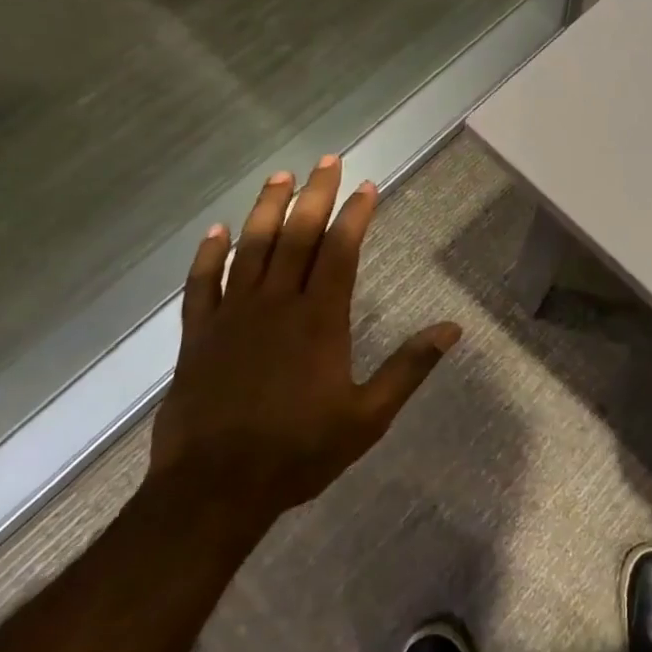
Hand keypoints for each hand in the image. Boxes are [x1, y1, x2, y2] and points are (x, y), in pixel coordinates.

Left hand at [148, 157, 460, 515]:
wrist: (213, 491)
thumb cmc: (298, 452)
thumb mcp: (369, 417)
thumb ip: (410, 368)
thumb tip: (453, 329)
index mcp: (319, 321)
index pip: (340, 252)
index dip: (354, 215)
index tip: (366, 187)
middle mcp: (276, 306)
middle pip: (296, 237)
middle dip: (315, 195)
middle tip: (327, 161)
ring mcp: (232, 317)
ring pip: (250, 249)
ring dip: (266, 209)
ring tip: (281, 176)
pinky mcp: (198, 336)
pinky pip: (202, 284)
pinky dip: (208, 255)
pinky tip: (216, 231)